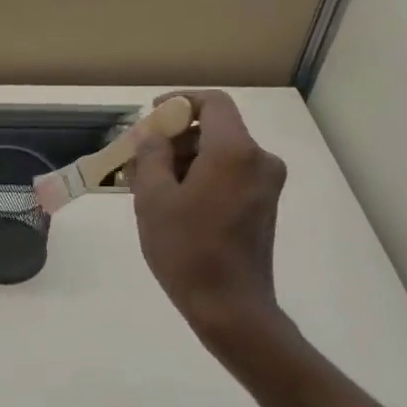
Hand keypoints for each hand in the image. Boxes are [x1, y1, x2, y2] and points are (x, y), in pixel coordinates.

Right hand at [127, 90, 294, 372]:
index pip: (212, 103)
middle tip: (140, 160)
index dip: (179, 101)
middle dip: (176, 137)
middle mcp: (259, 159)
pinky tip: (175, 203)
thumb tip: (152, 133)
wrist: (229, 305)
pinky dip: (203, 177)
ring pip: (222, 154)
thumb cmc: (186, 249)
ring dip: (187, 160)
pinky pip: (230, 175)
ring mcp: (266, 184)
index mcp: (234, 151)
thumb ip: (151, 156)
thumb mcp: (154, 199)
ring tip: (150, 186)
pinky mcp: (264, 205)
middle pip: (216, 129)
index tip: (151, 116)